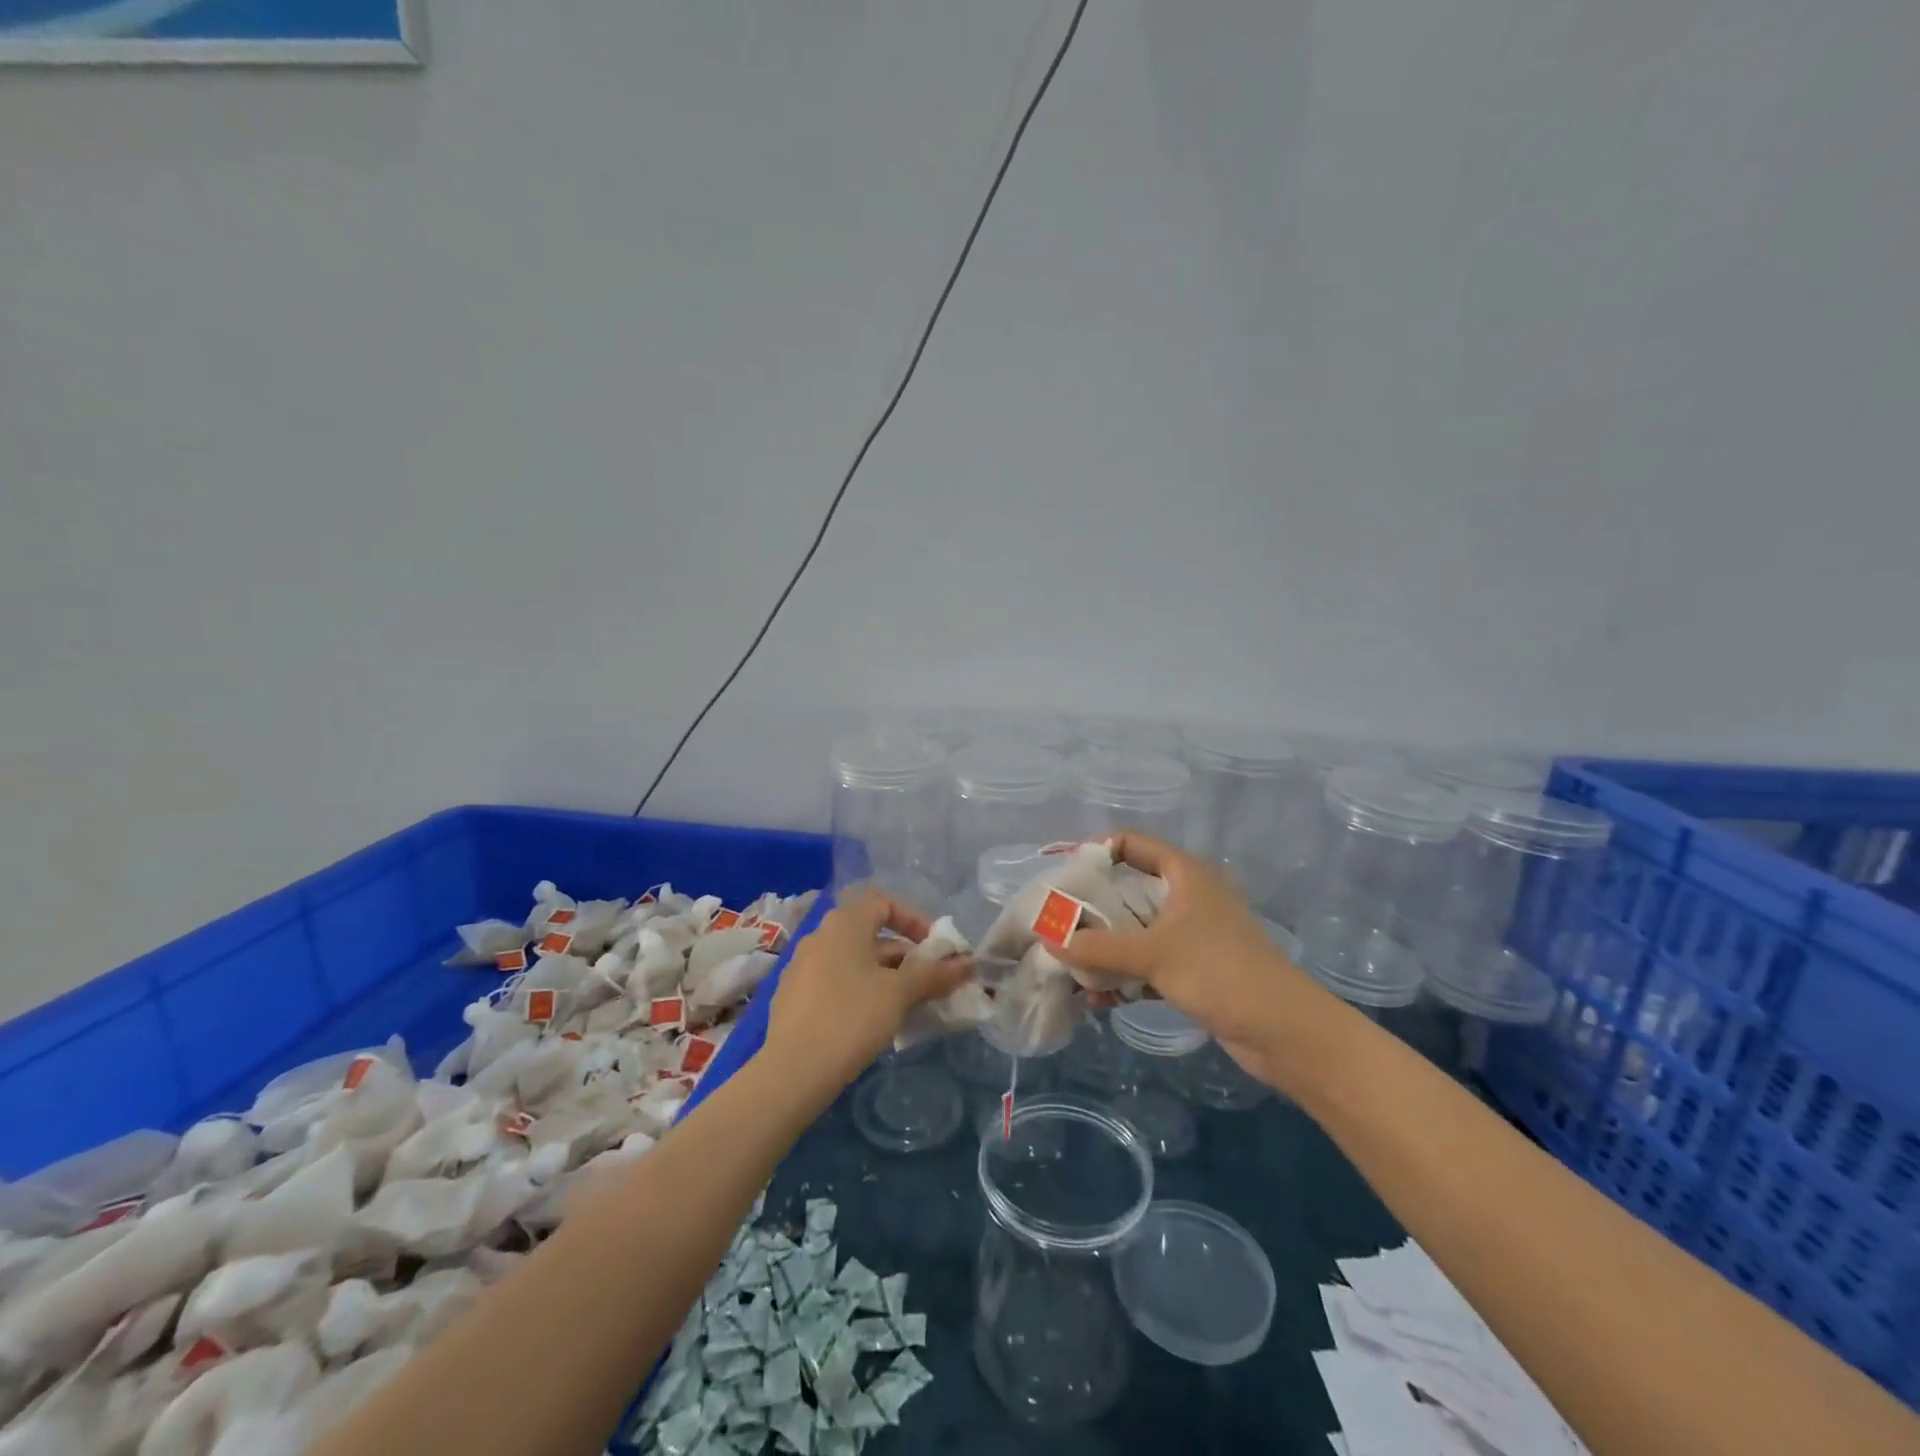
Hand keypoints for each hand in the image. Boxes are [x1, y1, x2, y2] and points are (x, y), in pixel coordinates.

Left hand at [765, 891, 972, 1088]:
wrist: (791, 1072)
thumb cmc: (851, 1018)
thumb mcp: (900, 994)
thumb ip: (935, 974)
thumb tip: (969, 963)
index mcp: (844, 923)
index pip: (885, 903)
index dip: (915, 921)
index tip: (934, 950)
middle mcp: (820, 935)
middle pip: (871, 934)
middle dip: (905, 956)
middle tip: (929, 984)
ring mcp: (802, 966)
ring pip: (854, 961)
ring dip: (885, 976)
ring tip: (907, 1006)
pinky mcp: (793, 996)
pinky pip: (835, 981)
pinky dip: (860, 991)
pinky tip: (872, 1022)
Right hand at [1056, 834, 1309, 1086]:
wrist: (1284, 1031)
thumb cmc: (1220, 972)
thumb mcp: (1154, 954)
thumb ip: (1098, 947)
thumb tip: (1049, 940)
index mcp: (1183, 874)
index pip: (1131, 844)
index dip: (1095, 853)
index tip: (1062, 876)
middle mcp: (1184, 898)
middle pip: (1126, 890)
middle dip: (1089, 909)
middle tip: (1053, 923)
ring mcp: (1189, 936)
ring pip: (1133, 931)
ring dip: (1102, 948)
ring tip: (1065, 965)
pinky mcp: (1191, 971)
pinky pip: (1145, 965)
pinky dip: (1121, 977)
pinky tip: (1094, 999)